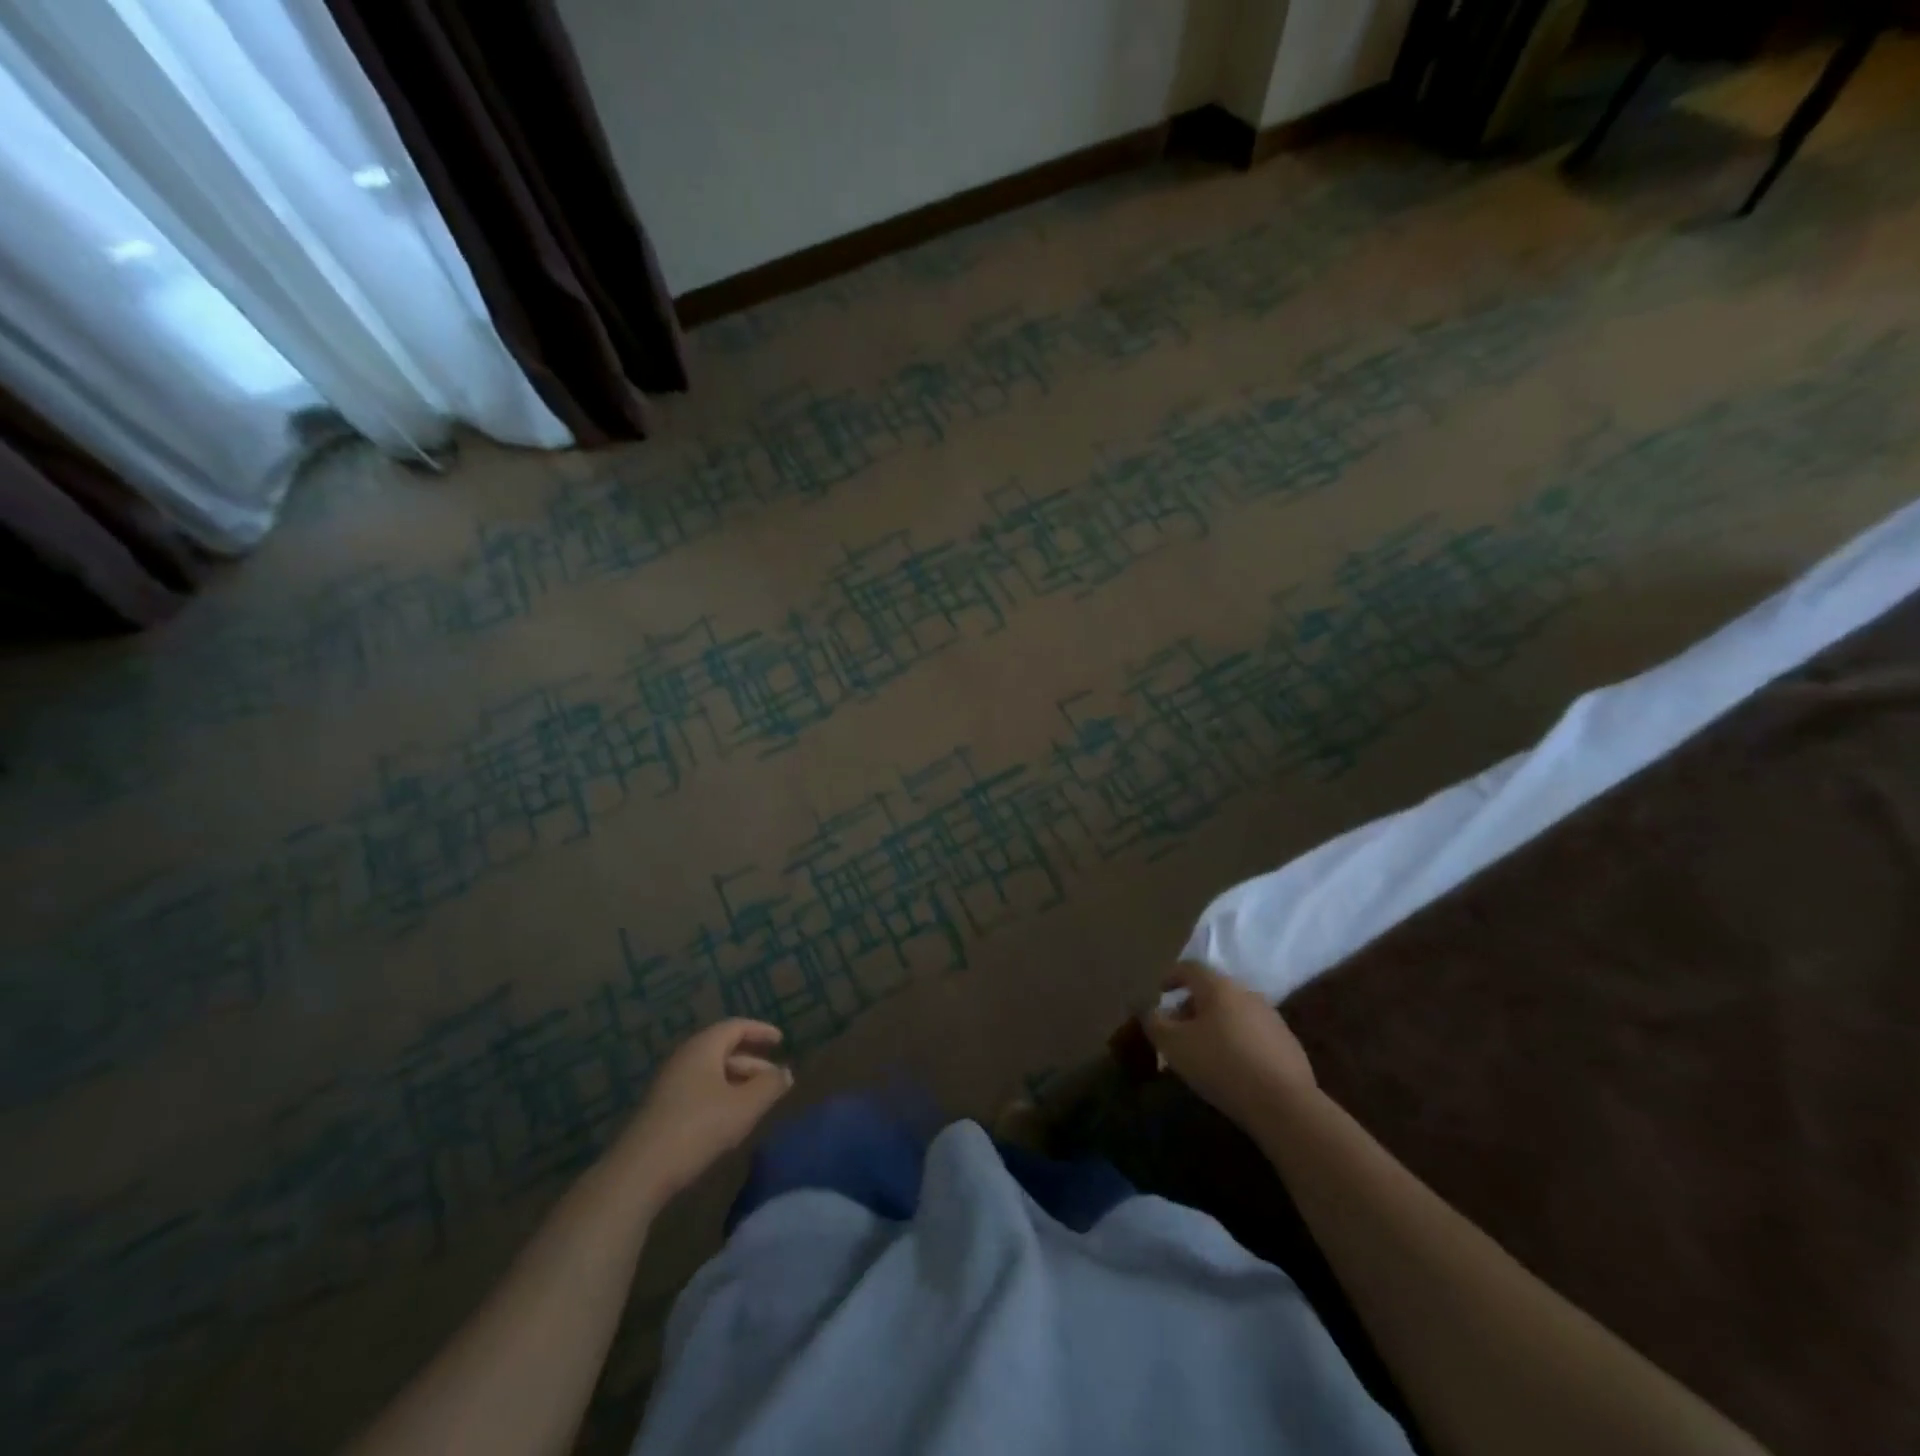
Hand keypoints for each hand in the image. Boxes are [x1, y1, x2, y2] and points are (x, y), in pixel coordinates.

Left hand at [610, 1020, 793, 1208]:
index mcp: (703, 1048)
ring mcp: (670, 1084)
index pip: (736, 1027)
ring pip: (712, 1073)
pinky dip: (721, 1096)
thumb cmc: (698, 1128)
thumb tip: (786, 1072)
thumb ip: (770, 1086)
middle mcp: (685, 1058)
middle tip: (775, 1080)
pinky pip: (700, 1090)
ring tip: (758, 1103)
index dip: (761, 1031)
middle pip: (724, 1050)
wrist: (639, 1172)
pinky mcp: (662, 1109)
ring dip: (738, 1083)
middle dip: (753, 1064)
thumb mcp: (744, 1107)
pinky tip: (730, 1121)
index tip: (781, 1041)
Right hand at [1142, 962, 1315, 1129]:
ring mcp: (1272, 1018)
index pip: (1189, 968)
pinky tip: (1232, 1067)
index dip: (1171, 976)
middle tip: (1177, 1028)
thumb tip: (1146, 1008)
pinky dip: (1237, 1041)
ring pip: (1234, 1012)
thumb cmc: (1221, 1065)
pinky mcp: (1288, 1044)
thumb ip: (1154, 1022)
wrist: (1284, 1104)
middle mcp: (1247, 993)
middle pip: (1213, 990)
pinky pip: (1253, 1034)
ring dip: (1215, 1024)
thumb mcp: (1174, 1045)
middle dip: (1192, 1006)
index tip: (1159, 992)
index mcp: (1219, 986)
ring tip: (1203, 1050)